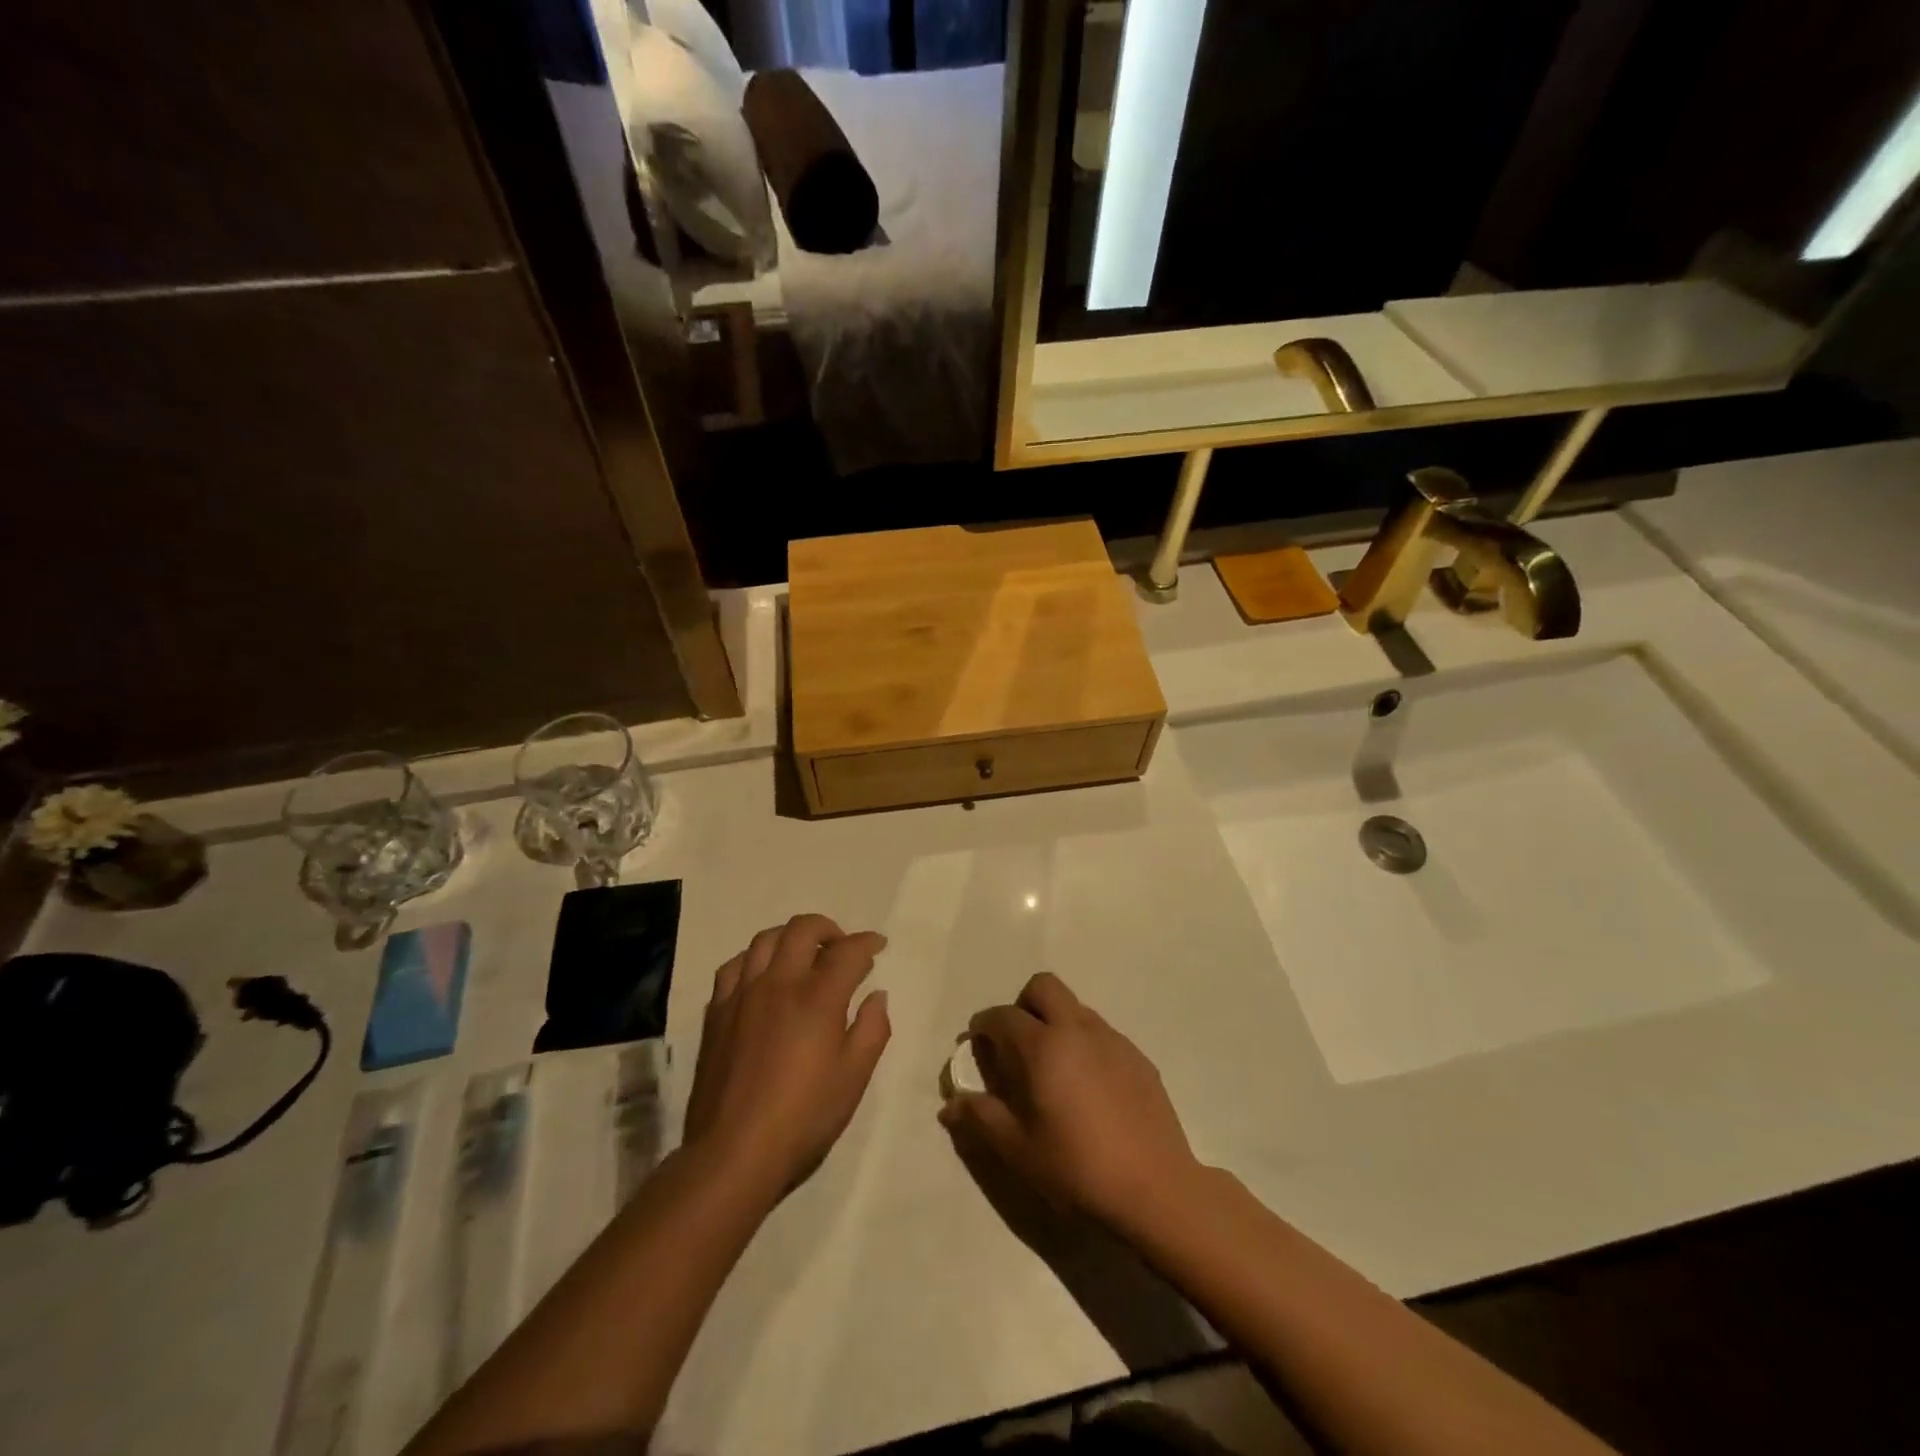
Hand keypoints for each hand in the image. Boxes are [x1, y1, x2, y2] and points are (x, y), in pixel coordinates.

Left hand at [681, 914, 890, 1201]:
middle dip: (829, 929)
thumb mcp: (854, 1078)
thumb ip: (873, 1029)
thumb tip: (876, 995)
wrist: (733, 1153)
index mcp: (818, 998)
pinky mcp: (717, 1012)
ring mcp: (743, 994)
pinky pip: (734, 966)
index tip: (878, 945)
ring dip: (791, 938)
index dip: (868, 942)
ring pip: (765, 939)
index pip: (848, 951)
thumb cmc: (804, 1117)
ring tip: (803, 955)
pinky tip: (762, 976)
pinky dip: (754, 959)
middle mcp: (779, 983)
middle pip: (803, 929)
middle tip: (842, 947)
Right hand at [939, 972, 1201, 1230]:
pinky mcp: (1138, 1056)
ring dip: (1056, 1022)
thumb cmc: (1078, 1169)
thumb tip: (950, 1104)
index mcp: (1043, 1047)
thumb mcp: (1019, 1150)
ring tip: (1054, 1069)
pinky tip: (1089, 1088)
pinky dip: (1085, 1044)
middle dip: (1023, 1004)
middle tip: (1018, 1045)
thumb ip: (982, 1119)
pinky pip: (1102, 1033)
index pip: (1003, 1016)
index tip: (978, 1044)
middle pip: (1044, 986)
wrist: (1155, 1189)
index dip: (984, 1025)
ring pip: (1075, 1007)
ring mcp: (1112, 1039)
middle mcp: (1077, 1029)